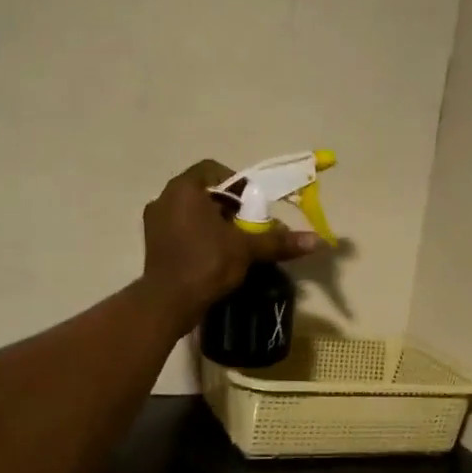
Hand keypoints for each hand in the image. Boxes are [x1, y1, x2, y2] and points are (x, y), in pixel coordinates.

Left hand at [140, 161, 319, 329]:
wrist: (168, 303)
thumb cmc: (206, 263)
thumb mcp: (246, 249)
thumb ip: (278, 240)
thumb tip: (317, 240)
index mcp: (184, 189)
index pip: (213, 169)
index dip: (237, 183)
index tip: (253, 203)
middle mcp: (165, 198)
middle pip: (204, 191)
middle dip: (229, 205)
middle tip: (250, 223)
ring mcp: (155, 221)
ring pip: (192, 211)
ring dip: (215, 221)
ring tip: (236, 241)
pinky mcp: (154, 243)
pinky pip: (181, 228)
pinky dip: (200, 235)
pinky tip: (216, 254)